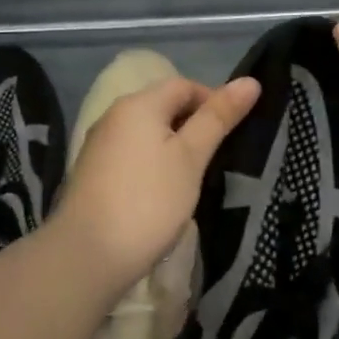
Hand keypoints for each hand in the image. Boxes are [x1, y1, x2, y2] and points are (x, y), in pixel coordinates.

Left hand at [49, 75, 260, 295]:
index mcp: (138, 104)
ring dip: (174, 147)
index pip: (184, 85)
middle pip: (163, 106)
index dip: (213, 101)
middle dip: (194, 125)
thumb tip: (250, 81)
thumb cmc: (149, 201)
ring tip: (196, 177)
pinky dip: (153, 165)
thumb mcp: (192, 157)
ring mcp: (99, 146)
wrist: (88, 256)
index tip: (233, 133)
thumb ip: (218, 118)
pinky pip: (132, 155)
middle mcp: (113, 116)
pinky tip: (164, 193)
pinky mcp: (93, 174)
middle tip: (219, 157)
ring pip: (147, 133)